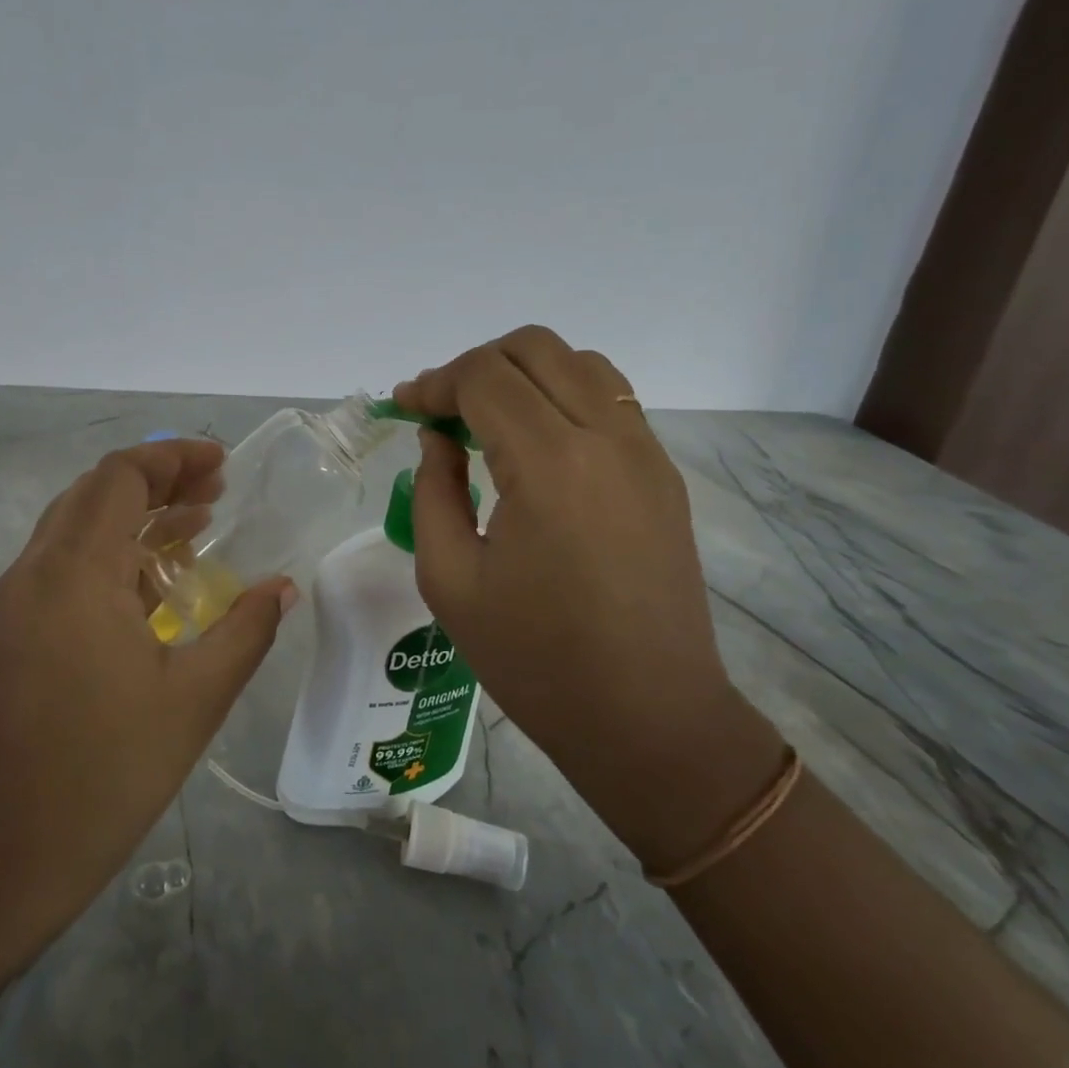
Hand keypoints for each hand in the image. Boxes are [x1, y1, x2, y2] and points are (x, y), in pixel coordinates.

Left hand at [0, 439, 291, 967]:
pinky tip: (154, 586)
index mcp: (76, 572)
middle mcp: (36, 571)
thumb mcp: (194, 700)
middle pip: (96, 492)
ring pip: (77, 527)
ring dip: (135, 517)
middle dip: (158, 481)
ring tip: (198, 528)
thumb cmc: (102, 775)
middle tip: (217, 494)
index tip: (223, 464)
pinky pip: (65, 566)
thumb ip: (245, 630)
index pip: (121, 476)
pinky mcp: (10, 634)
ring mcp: (15, 603)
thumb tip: (283, 586)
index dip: (173, 456)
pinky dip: (113, 554)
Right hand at [396, 327, 784, 868]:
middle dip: (475, 366)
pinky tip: (536, 444)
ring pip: (580, 363)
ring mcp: (645, 452)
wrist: (649, 719)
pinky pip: (610, 400)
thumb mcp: (450, 580)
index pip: (484, 377)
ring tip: (489, 420)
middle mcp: (606, 438)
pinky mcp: (664, 474)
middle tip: (442, 411)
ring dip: (524, 373)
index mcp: (549, 465)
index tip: (405, 408)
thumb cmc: (536, 661)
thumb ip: (433, 491)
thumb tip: (439, 439)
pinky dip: (563, 396)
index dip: (435, 383)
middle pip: (534, 348)